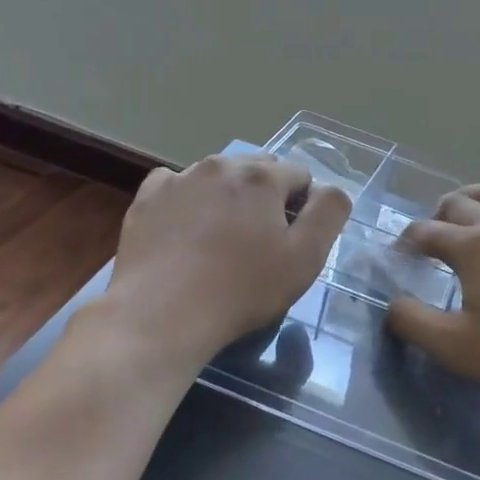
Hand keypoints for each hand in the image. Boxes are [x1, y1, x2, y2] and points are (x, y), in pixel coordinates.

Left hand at [96, 154, 350, 364]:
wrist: (162, 314)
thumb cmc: (242, 289)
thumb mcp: (306, 258)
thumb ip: (329, 214)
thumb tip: (331, 190)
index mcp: (263, 176)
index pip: (301, 176)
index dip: (302, 207)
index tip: (291, 242)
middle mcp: (221, 165)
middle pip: (259, 169)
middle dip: (267, 196)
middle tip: (260, 241)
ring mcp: (180, 178)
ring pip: (218, 176)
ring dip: (228, 196)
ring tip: (221, 239)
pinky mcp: (147, 198)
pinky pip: (177, 185)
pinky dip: (187, 200)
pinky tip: (185, 230)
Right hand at [385, 182, 479, 408]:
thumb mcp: (452, 347)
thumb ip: (412, 322)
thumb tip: (394, 304)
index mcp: (472, 247)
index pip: (426, 232)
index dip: (405, 241)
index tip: (397, 257)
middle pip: (461, 203)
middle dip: (438, 214)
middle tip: (431, 237)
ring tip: (472, 211)